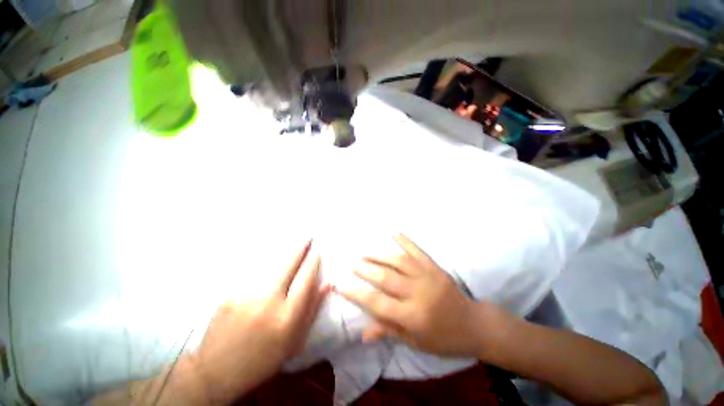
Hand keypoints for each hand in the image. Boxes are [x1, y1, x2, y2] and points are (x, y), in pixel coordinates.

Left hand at [191, 240, 329, 403]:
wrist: (215, 372)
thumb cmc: (262, 360)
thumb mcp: (294, 341)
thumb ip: (312, 310)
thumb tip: (327, 283)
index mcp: (287, 317)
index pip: (306, 279)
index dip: (313, 262)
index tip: (317, 250)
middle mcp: (268, 302)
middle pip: (289, 265)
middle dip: (300, 248)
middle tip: (308, 236)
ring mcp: (246, 296)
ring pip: (270, 265)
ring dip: (283, 253)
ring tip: (292, 243)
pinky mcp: (229, 294)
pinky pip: (253, 273)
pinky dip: (264, 264)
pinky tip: (268, 260)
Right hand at [338, 233, 483, 356]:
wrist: (474, 325)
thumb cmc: (443, 339)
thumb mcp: (414, 342)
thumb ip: (389, 332)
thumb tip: (363, 333)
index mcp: (412, 317)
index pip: (377, 303)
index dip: (356, 294)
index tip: (341, 285)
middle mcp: (418, 293)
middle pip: (385, 278)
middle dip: (365, 269)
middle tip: (351, 262)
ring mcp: (428, 276)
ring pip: (398, 261)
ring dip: (379, 254)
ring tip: (364, 251)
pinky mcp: (435, 267)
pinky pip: (418, 251)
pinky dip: (405, 240)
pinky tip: (394, 232)